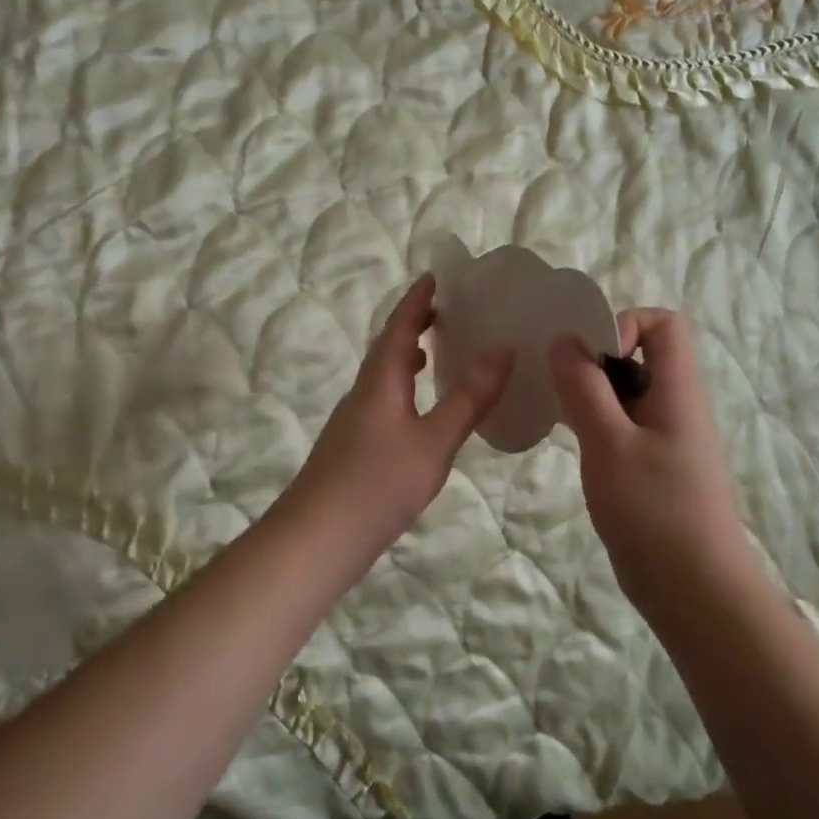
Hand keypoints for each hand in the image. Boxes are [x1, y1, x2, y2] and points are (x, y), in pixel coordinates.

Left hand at [277, 275, 513, 571]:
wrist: (316, 540)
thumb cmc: (377, 486)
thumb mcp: (433, 442)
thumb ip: (468, 397)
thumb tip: (502, 348)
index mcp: (380, 382)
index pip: (398, 327)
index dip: (417, 301)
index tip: (435, 277)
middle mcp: (363, 393)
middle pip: (387, 347)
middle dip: (413, 324)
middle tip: (446, 311)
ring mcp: (353, 421)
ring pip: (383, 375)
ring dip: (406, 356)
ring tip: (434, 353)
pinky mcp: (352, 447)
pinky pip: (382, 399)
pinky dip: (403, 388)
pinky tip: (418, 412)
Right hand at [549, 309, 755, 618]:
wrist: (695, 591)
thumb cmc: (654, 511)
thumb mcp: (609, 443)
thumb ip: (585, 388)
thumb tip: (565, 341)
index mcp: (677, 389)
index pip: (663, 324)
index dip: (624, 324)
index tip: (589, 356)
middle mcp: (675, 405)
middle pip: (639, 354)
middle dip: (594, 360)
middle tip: (557, 384)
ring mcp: (664, 437)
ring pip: (625, 392)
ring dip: (590, 393)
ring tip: (556, 412)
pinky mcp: (652, 466)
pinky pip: (622, 425)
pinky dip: (594, 423)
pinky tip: (568, 441)